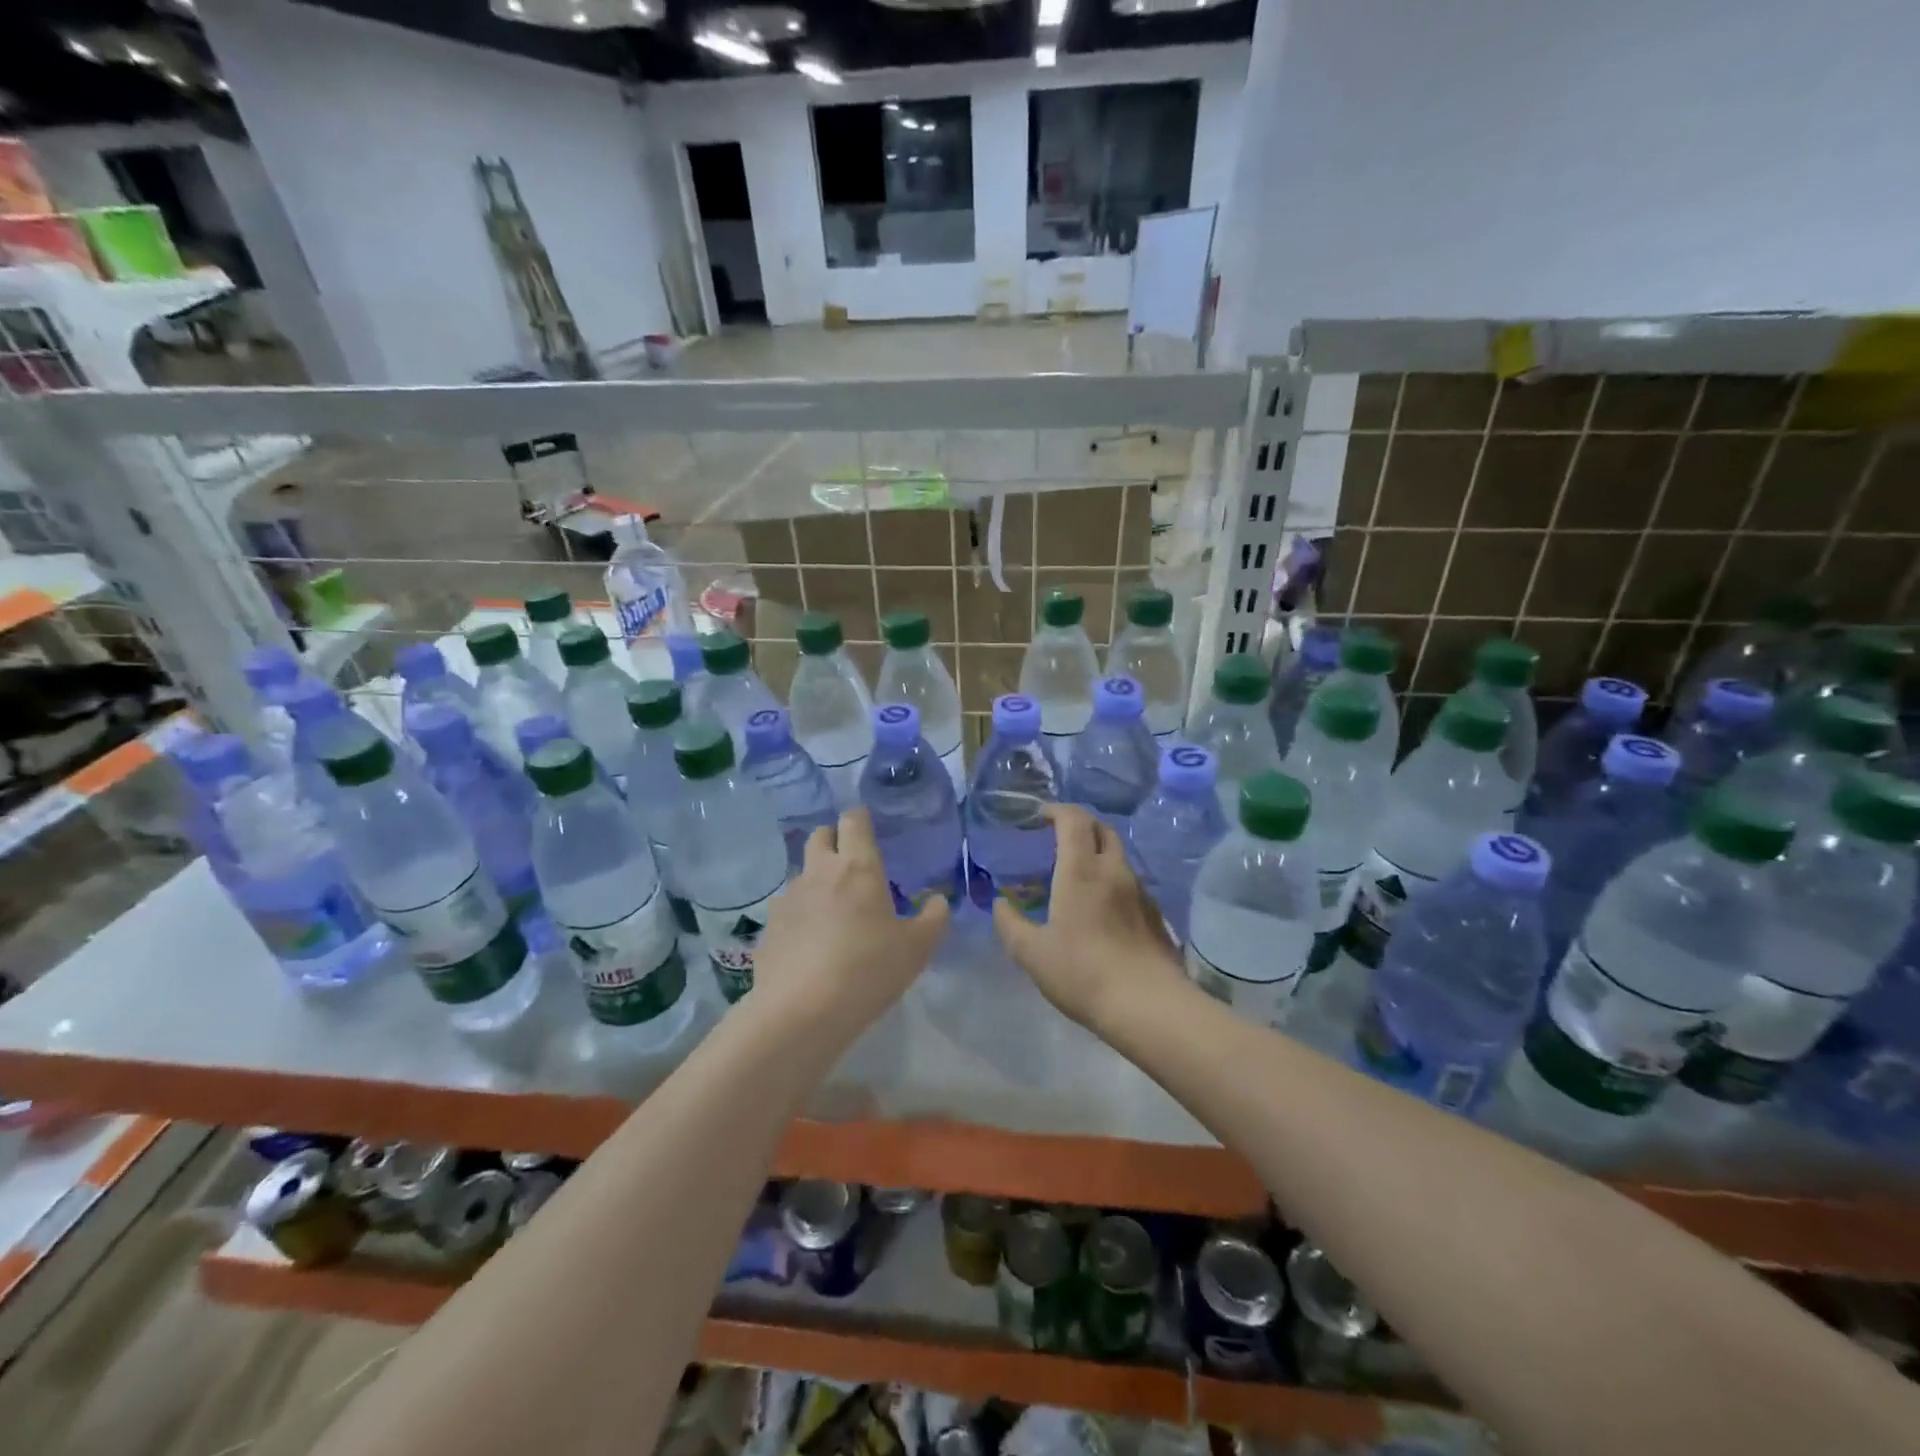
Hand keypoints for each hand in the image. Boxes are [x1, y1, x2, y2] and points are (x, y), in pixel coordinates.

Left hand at [755, 808, 949, 1033]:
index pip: (854, 821)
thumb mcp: (916, 949)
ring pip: (803, 872)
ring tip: (833, 911)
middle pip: (820, 836)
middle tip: (853, 865)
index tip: (869, 826)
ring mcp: (789, 898)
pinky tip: (811, 943)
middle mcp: (819, 872)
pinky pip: (788, 908)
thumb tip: (939, 901)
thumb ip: (933, 919)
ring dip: (818, 880)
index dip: (861, 818)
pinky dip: (801, 914)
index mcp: (857, 868)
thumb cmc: (868, 970)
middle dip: (835, 840)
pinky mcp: (769, 927)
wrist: (801, 1012)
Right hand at [992, 804, 1184, 1030]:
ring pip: (1118, 855)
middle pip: (1102, 829)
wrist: (1148, 1005)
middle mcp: (1113, 871)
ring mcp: (1139, 891)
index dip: (1057, 810)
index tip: (1040, 815)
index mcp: (1081, 871)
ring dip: (1097, 851)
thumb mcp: (1032, 954)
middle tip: (1059, 836)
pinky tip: (1100, 906)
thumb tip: (1000, 904)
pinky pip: (1129, 881)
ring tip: (1077, 872)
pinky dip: (1111, 878)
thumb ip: (1010, 924)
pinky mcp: (1154, 914)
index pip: (1074, 820)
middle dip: (1080, 824)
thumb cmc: (1082, 972)